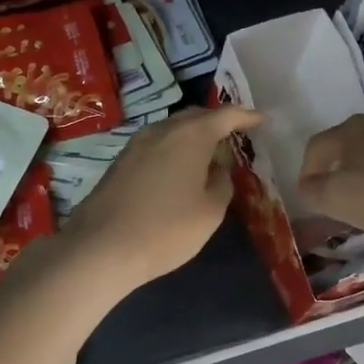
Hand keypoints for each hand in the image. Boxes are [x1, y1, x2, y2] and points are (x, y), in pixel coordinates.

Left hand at [59, 105, 262, 293]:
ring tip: (209, 154)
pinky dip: (174, 149)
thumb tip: (216, 169)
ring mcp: (137, 144)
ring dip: (193, 136)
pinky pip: (157, 144)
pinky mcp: (121, 161)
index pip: (226, 115)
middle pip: (196, 117)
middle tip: (236, 136)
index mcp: (190, 136)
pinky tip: (179, 169)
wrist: (101, 247)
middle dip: (217, 123)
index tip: (262, 120)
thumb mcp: (209, 212)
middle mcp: (162, 130)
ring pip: (173, 130)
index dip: (247, 117)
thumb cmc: (166, 229)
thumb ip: (221, 183)